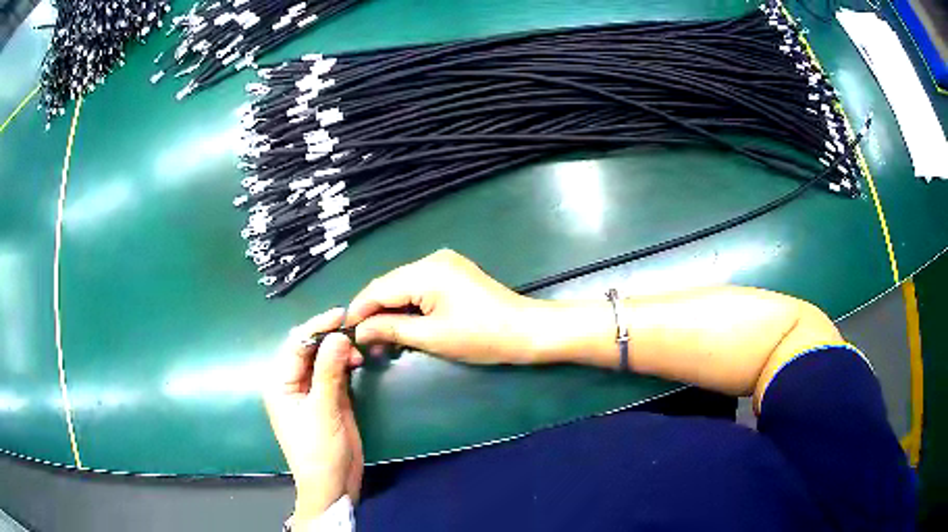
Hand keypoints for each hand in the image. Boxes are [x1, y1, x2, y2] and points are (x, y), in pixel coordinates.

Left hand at [264, 309, 363, 524]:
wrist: (332, 483)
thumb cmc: (319, 450)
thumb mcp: (323, 410)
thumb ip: (329, 372)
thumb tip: (337, 335)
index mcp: (280, 383)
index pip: (296, 345)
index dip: (317, 327)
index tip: (342, 315)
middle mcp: (293, 382)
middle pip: (309, 348)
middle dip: (329, 336)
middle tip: (355, 330)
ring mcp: (311, 390)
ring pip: (323, 358)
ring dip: (339, 349)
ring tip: (359, 350)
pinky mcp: (329, 398)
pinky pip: (335, 372)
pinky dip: (346, 363)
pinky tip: (358, 360)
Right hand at [347, 249, 543, 363]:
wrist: (527, 331)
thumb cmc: (481, 336)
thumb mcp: (431, 337)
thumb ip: (391, 329)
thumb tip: (359, 330)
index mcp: (426, 271)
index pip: (379, 288)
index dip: (359, 310)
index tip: (344, 332)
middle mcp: (432, 260)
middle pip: (389, 285)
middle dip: (374, 313)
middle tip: (364, 343)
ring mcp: (444, 264)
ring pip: (403, 287)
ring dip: (391, 312)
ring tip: (382, 340)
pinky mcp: (453, 274)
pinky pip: (419, 288)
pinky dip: (408, 307)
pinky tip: (402, 326)